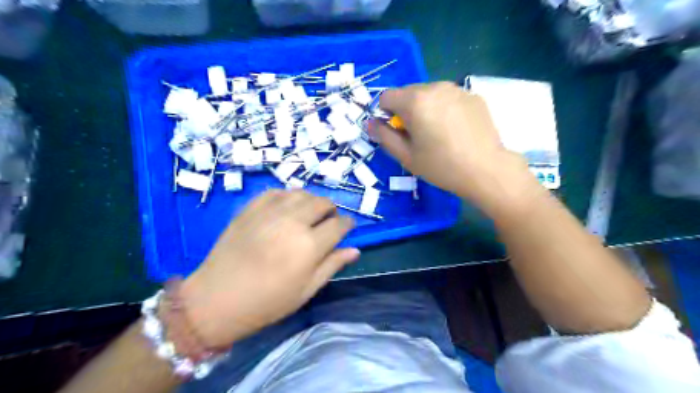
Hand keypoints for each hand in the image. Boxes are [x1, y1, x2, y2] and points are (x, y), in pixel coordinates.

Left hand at [180, 190, 357, 346]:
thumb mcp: (306, 290)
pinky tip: (286, 209)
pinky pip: (276, 192)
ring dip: (311, 202)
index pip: (339, 224)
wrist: (216, 300)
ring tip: (308, 215)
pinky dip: (287, 197)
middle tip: (327, 223)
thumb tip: (355, 250)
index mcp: (309, 245)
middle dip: (331, 211)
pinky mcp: (250, 209)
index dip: (348, 224)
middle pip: (322, 202)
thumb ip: (332, 265)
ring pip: (301, 193)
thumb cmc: (266, 303)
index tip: (347, 228)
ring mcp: (269, 212)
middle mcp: (292, 222)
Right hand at [369, 83, 526, 205]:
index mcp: (414, 101)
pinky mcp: (473, 95)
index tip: (397, 132)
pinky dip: (445, 108)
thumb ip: (384, 136)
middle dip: (406, 110)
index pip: (386, 96)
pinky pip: (449, 97)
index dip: (385, 114)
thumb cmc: (441, 166)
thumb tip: (370, 123)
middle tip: (418, 135)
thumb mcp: (406, 156)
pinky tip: (456, 129)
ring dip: (426, 108)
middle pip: (408, 93)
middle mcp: (435, 87)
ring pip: (429, 93)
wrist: (486, 170)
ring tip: (438, 133)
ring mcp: (457, 89)